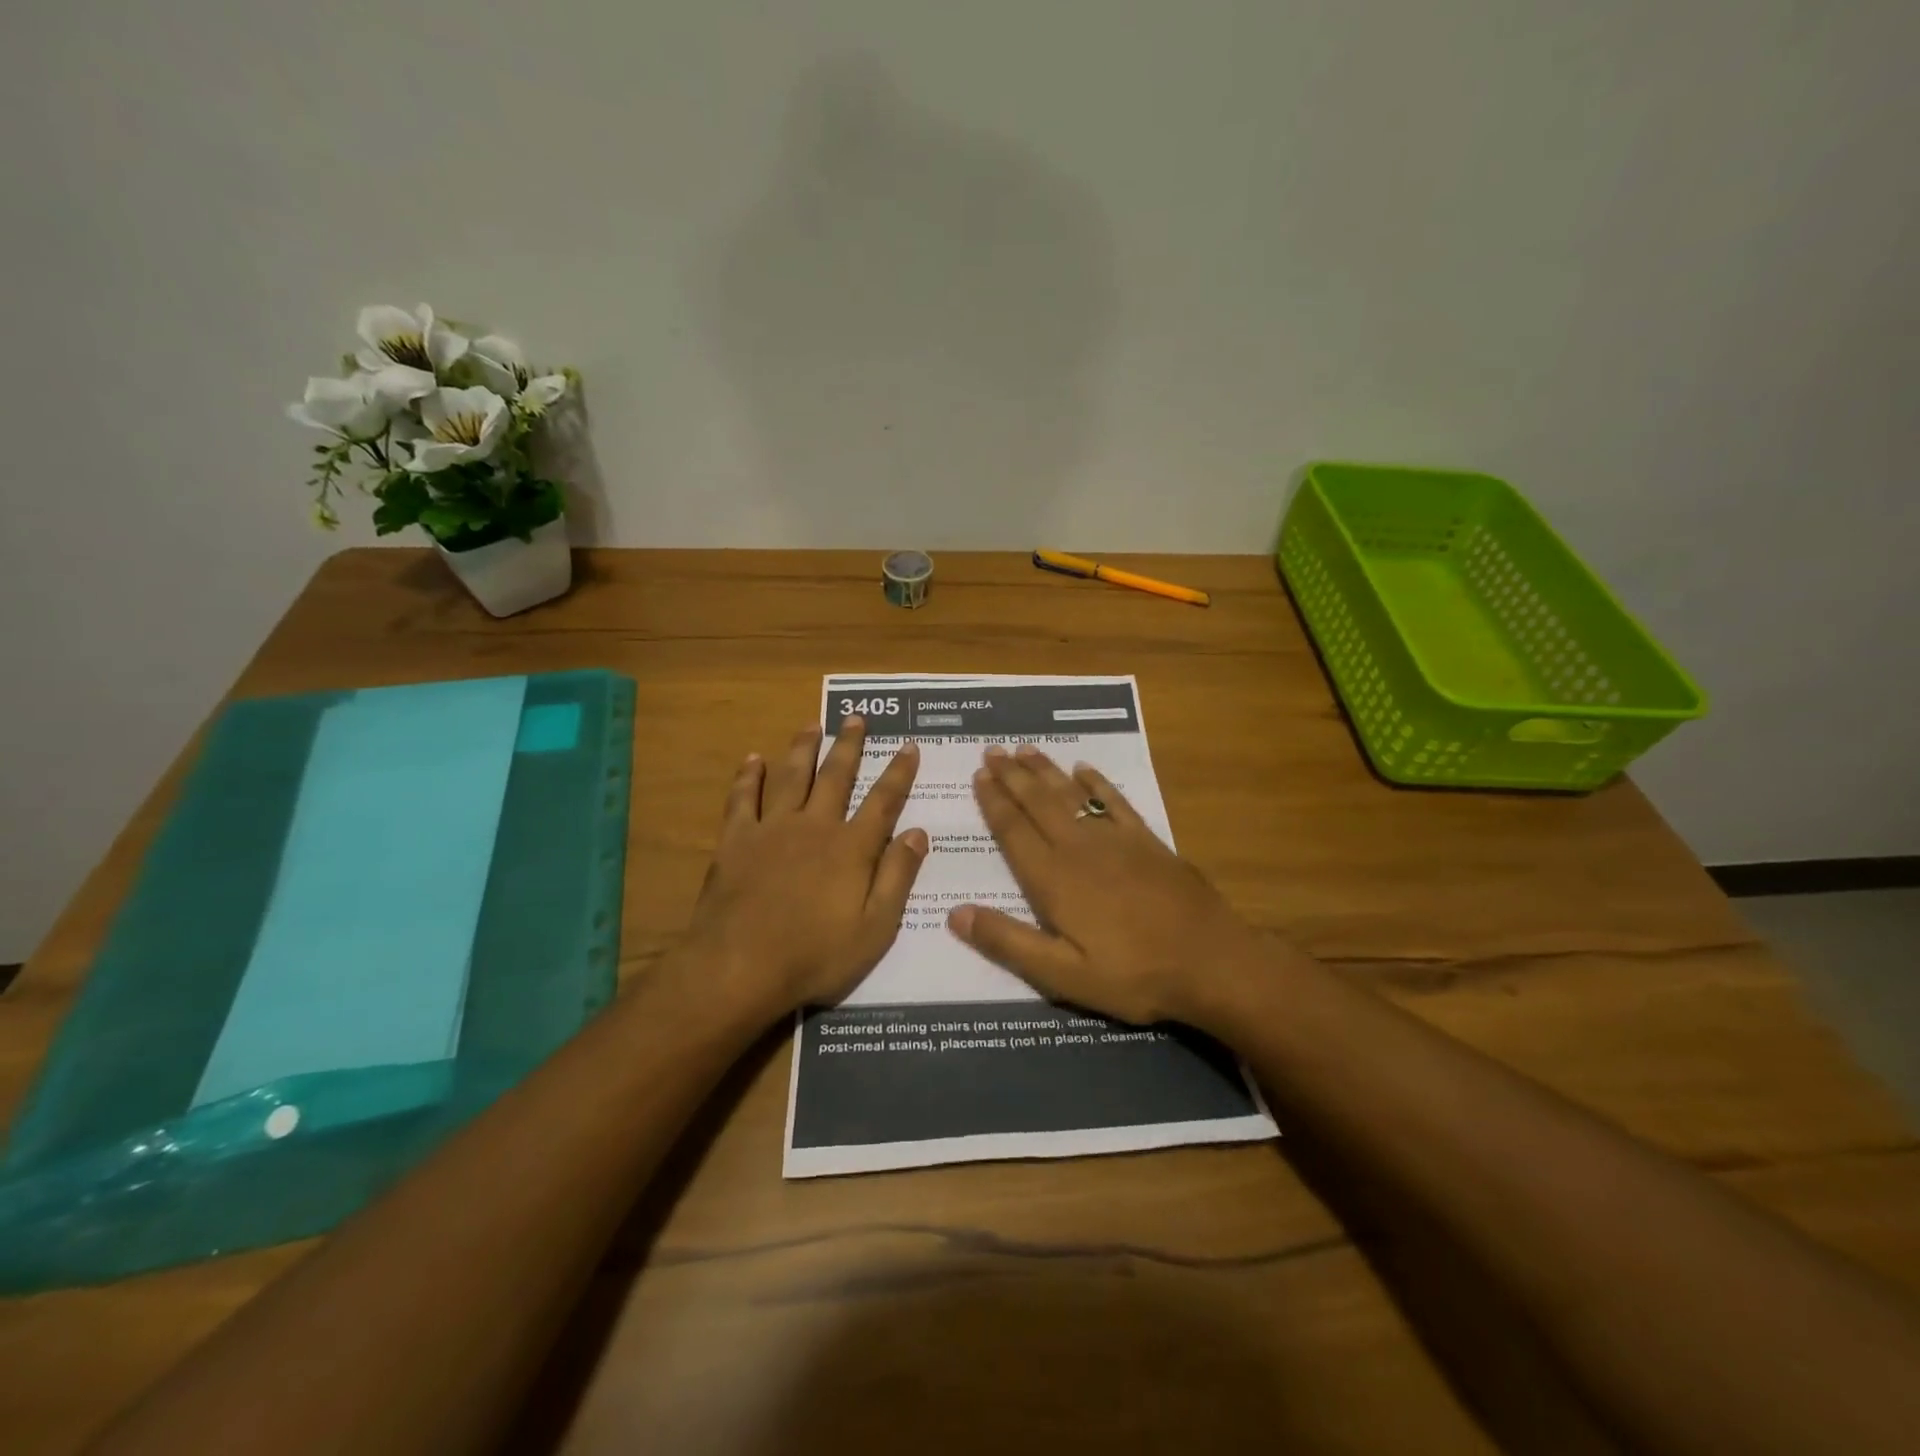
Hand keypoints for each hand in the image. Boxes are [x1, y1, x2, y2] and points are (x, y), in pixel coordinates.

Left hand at [681, 717, 926, 1019]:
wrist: (740, 966)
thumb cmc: (815, 954)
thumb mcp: (874, 928)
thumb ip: (897, 877)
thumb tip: (918, 833)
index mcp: (851, 848)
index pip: (883, 801)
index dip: (899, 772)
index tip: (908, 745)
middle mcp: (815, 826)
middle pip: (836, 776)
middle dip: (849, 745)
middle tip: (855, 717)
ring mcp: (772, 829)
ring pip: (792, 777)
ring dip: (804, 748)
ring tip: (812, 724)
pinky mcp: (736, 840)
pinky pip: (743, 799)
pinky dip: (749, 777)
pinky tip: (753, 759)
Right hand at [947, 744, 1275, 1028]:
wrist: (1211, 961)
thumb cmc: (1133, 975)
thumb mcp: (1062, 974)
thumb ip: (1008, 942)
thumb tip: (955, 913)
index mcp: (1053, 880)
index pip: (1013, 831)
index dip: (994, 802)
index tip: (979, 776)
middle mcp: (1079, 848)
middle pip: (1038, 803)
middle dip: (1013, 776)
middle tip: (993, 750)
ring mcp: (1116, 840)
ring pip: (1070, 795)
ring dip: (1045, 771)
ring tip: (1025, 749)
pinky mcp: (1147, 841)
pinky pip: (1114, 801)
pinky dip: (1096, 782)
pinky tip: (1083, 768)